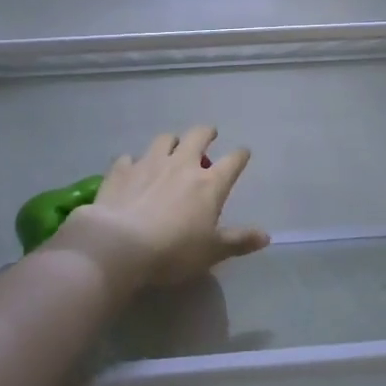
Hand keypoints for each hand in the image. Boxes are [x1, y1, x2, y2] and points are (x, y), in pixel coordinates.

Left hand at [53, 127, 268, 297]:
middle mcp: (181, 165)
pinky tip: (132, 168)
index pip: (232, 161)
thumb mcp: (212, 252)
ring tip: (172, 147)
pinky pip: (129, 158)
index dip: (240, 155)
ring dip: (171, 141)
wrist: (119, 246)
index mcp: (209, 184)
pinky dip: (134, 161)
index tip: (243, 152)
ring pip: (164, 139)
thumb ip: (238, 241)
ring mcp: (149, 164)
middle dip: (206, 133)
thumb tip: (266, 236)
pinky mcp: (121, 171)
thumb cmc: (173, 251)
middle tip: (209, 134)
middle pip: (198, 136)